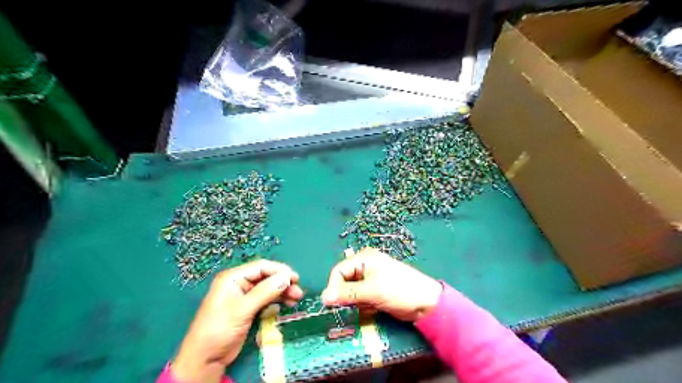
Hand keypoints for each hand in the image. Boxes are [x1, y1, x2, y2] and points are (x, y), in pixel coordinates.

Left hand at [174, 261, 302, 382]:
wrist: (204, 359)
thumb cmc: (219, 329)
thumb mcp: (242, 309)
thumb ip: (265, 292)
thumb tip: (287, 278)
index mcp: (233, 278)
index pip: (261, 267)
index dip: (279, 270)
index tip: (295, 278)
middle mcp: (239, 283)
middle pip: (266, 277)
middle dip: (283, 282)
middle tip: (298, 291)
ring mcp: (244, 296)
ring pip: (268, 288)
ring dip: (283, 292)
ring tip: (297, 298)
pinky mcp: (248, 308)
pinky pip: (266, 299)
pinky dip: (277, 300)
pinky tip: (288, 304)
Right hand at [322, 247, 442, 321]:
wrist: (426, 303)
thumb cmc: (399, 290)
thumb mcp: (371, 291)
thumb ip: (347, 293)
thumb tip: (323, 298)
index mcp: (364, 258)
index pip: (338, 271)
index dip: (334, 287)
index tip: (332, 304)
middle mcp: (365, 266)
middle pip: (344, 281)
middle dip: (346, 295)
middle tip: (353, 306)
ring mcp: (370, 279)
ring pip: (351, 292)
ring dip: (355, 302)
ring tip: (367, 306)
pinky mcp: (375, 291)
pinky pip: (360, 298)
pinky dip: (363, 305)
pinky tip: (373, 308)